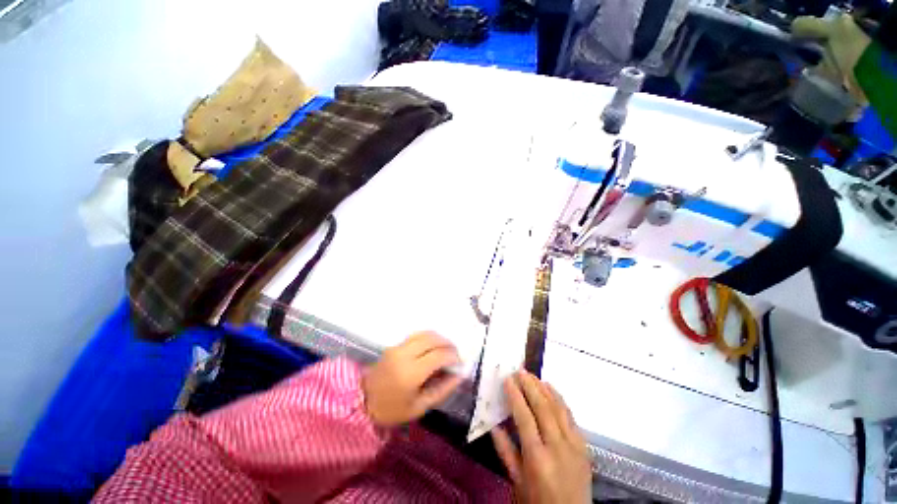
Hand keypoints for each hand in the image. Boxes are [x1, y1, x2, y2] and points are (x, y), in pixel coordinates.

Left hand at [362, 332, 463, 427]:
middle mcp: (404, 355)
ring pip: (425, 333)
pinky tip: (432, 348)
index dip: (453, 356)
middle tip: (455, 354)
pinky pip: (416, 336)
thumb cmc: (392, 410)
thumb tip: (459, 375)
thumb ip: (442, 389)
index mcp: (411, 373)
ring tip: (446, 349)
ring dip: (439, 338)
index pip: (439, 356)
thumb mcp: (420, 407)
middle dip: (448, 343)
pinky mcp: (394, 345)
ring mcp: (397, 347)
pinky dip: (429, 338)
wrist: (361, 402)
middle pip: (433, 339)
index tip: (460, 363)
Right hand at [492, 371, 591, 503]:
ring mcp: (574, 446)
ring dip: (545, 389)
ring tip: (533, 375)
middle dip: (530, 386)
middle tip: (520, 371)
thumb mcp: (517, 482)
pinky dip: (560, 399)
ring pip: (559, 409)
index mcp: (537, 458)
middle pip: (543, 408)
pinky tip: (552, 389)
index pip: (525, 418)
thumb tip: (494, 424)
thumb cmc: (538, 502)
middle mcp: (558, 448)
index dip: (515, 396)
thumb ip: (505, 451)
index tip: (508, 379)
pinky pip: (571, 416)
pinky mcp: (584, 446)